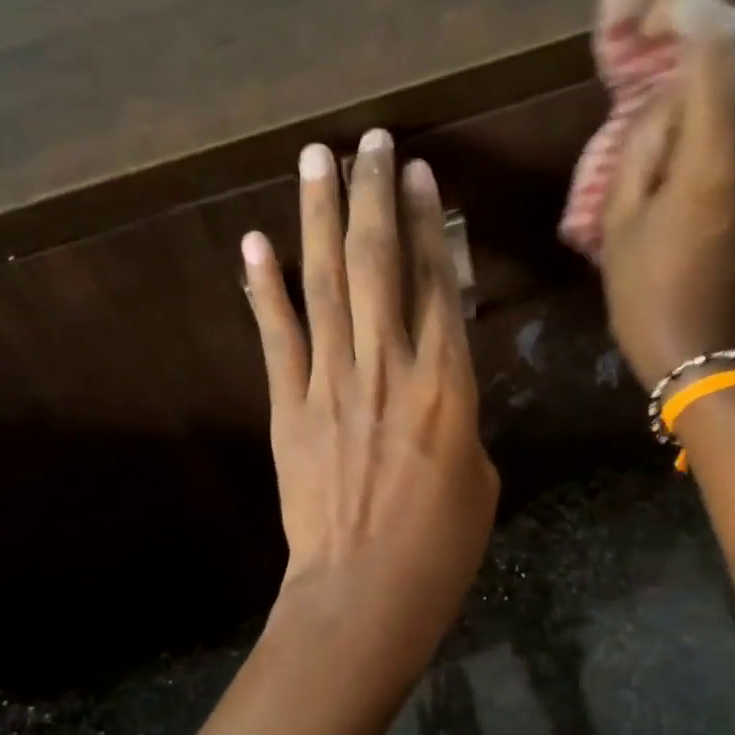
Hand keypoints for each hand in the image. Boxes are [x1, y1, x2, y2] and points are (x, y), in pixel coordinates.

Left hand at [240, 130, 498, 665]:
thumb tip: (435, 391)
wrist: (367, 593)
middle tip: (368, 141)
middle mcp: (389, 368)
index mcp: (447, 386)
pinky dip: (264, 290)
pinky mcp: (289, 409)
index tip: (416, 175)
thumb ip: (457, 418)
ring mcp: (332, 385)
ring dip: (320, 218)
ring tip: (316, 160)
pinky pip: (277, 338)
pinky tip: (255, 244)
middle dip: (373, 196)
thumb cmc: (441, 546)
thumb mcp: (478, 476)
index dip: (426, 224)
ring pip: (328, 285)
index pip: (437, 284)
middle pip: (381, 265)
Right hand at [599, 0, 734, 385]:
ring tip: (720, 25)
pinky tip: (721, 84)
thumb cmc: (646, 294)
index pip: (721, 43)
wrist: (702, 351)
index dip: (689, 3)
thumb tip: (673, 92)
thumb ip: (647, 140)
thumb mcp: (622, 219)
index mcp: (715, 161)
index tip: (655, 7)